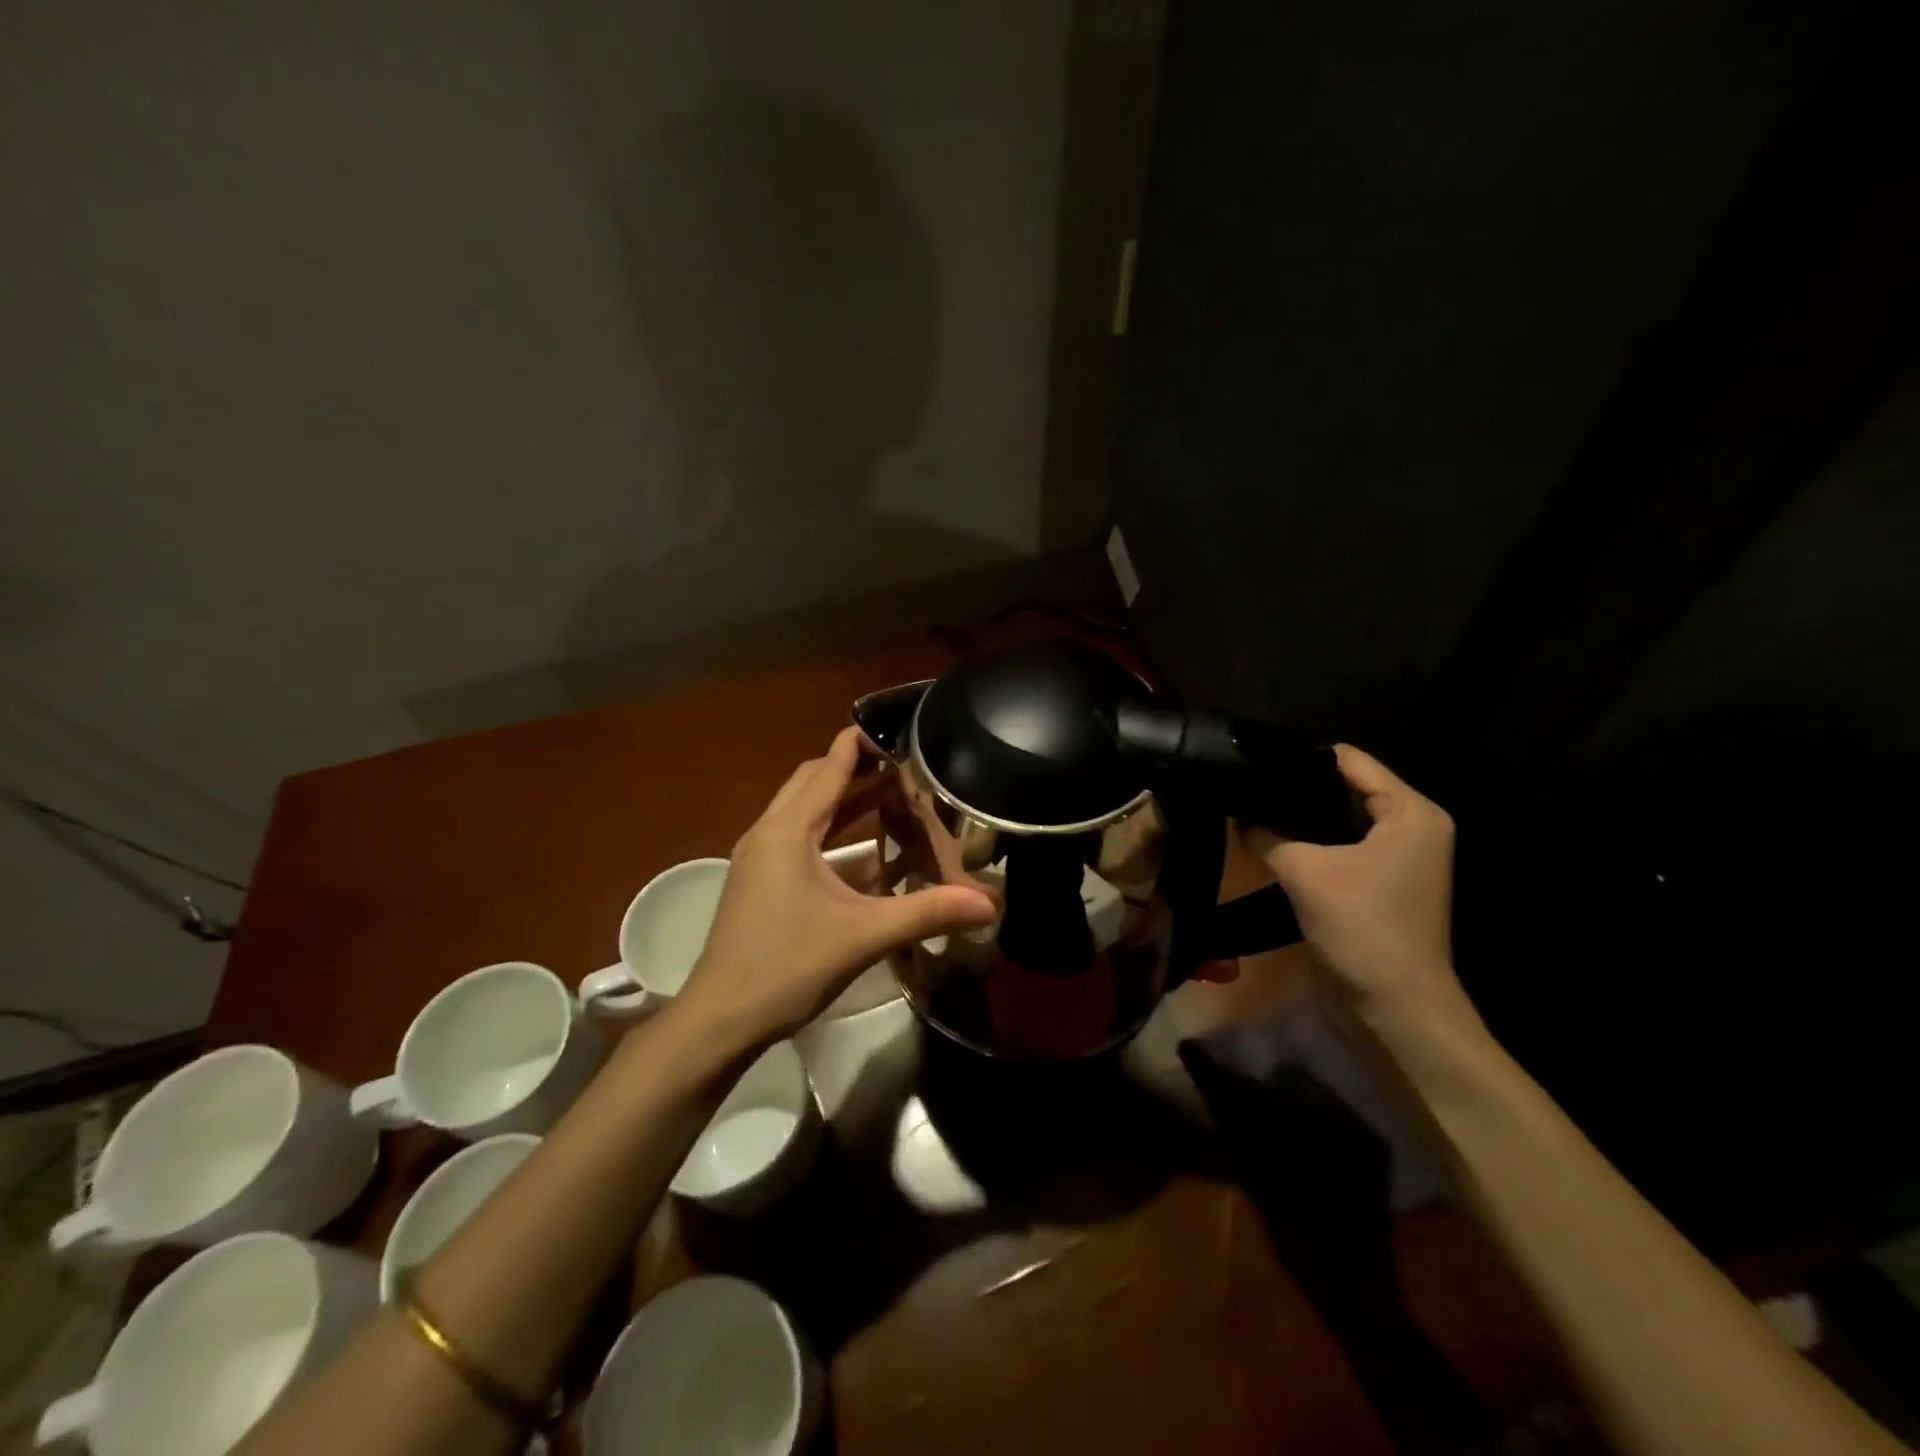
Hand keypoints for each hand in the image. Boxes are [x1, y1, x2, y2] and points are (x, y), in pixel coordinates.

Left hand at [678, 726, 997, 1049]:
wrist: (720, 1019)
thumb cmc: (787, 966)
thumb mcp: (863, 935)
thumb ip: (927, 912)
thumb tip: (988, 903)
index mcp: (788, 831)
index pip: (828, 768)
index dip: (859, 744)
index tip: (896, 729)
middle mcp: (769, 834)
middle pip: (814, 783)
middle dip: (856, 770)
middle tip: (904, 767)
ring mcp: (760, 859)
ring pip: (805, 813)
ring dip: (845, 803)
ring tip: (892, 797)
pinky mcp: (761, 883)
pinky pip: (800, 841)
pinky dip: (833, 836)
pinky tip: (869, 856)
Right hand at [1244, 744, 1475, 1035]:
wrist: (1394, 1007)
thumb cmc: (1363, 928)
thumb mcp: (1306, 873)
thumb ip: (1267, 835)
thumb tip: (1237, 815)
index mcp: (1410, 812)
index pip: (1350, 760)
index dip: (1302, 758)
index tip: (1254, 760)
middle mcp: (1410, 826)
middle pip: (1344, 786)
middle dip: (1297, 787)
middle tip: (1247, 785)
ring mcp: (1396, 856)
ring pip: (1337, 818)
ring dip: (1300, 818)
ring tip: (1251, 808)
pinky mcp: (1378, 882)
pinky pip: (1337, 846)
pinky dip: (1308, 842)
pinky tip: (1269, 841)